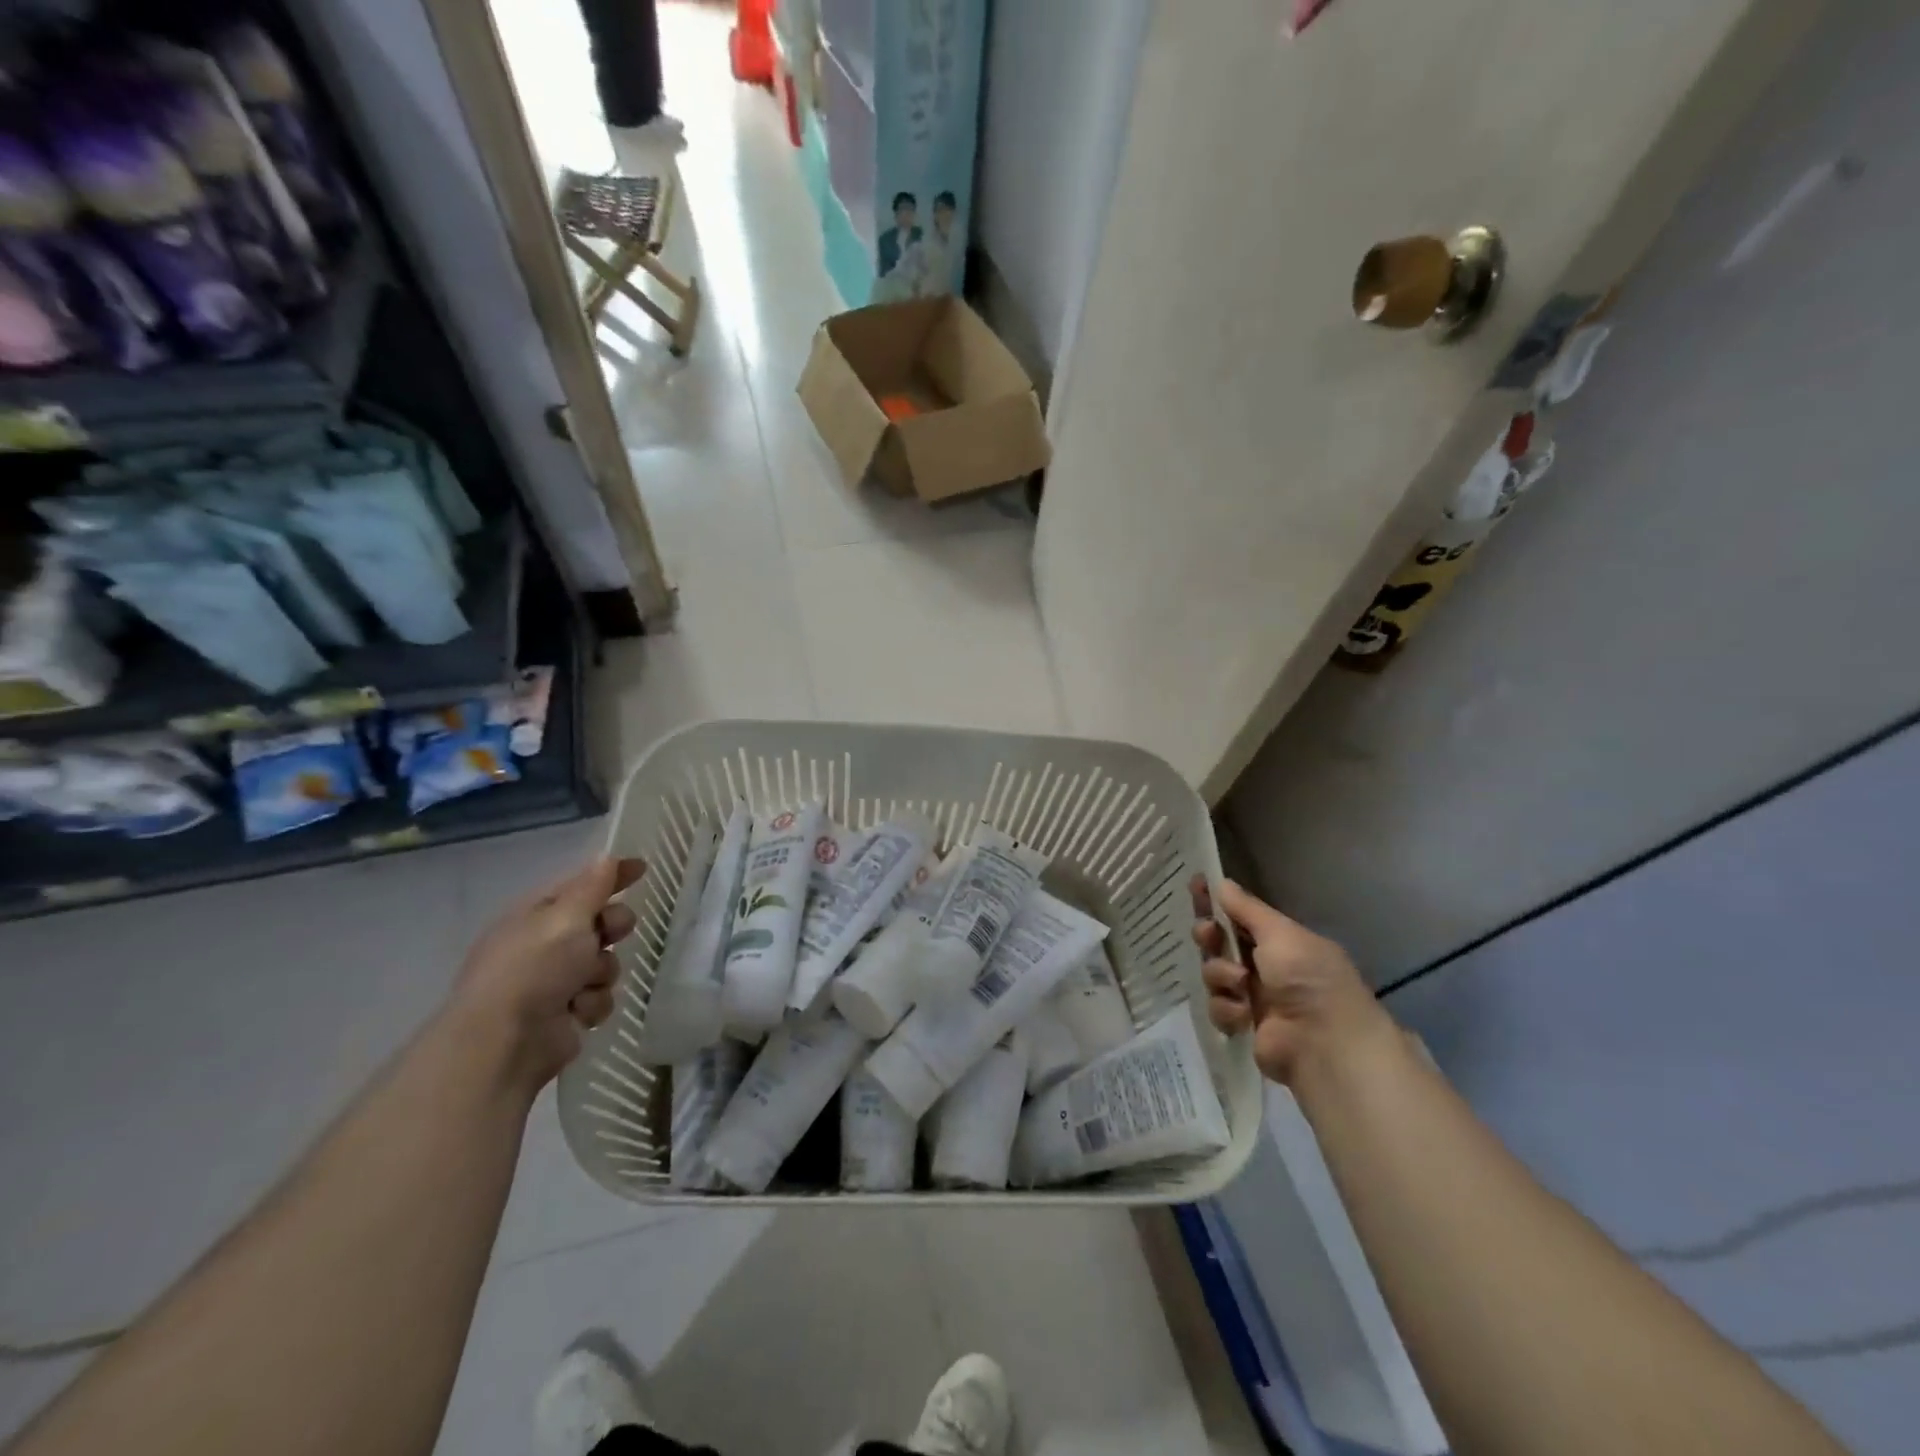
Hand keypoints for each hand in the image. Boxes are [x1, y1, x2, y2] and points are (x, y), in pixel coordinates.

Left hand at [447, 856, 644, 1092]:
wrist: (506, 1042)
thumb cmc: (534, 968)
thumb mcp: (566, 917)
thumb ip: (592, 887)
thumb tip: (606, 858)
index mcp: (534, 916)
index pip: (579, 885)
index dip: (610, 876)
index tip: (641, 868)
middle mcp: (542, 946)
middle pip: (597, 924)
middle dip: (611, 928)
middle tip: (613, 933)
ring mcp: (553, 982)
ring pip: (603, 963)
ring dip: (601, 973)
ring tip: (585, 985)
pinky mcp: (565, 1015)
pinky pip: (599, 997)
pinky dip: (592, 1004)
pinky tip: (577, 1012)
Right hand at [1190, 876, 1389, 1085]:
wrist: (1323, 1043)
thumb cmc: (1307, 978)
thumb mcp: (1280, 933)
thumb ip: (1247, 909)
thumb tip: (1222, 883)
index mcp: (1281, 941)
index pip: (1240, 914)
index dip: (1217, 901)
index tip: (1195, 885)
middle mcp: (1267, 966)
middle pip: (1221, 943)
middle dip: (1210, 936)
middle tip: (1208, 934)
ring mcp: (1254, 996)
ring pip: (1214, 973)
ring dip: (1221, 975)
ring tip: (1240, 984)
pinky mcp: (1243, 1025)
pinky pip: (1218, 1007)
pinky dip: (1227, 1008)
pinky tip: (1244, 1015)